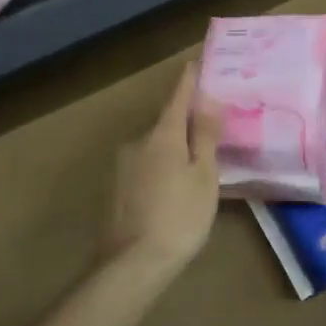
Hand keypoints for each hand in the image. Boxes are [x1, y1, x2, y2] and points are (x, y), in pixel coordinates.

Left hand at [105, 61, 222, 280]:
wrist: (133, 263)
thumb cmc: (180, 216)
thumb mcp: (204, 176)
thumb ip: (206, 136)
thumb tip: (208, 99)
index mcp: (162, 135)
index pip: (178, 97)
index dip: (189, 80)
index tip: (196, 61)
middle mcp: (137, 142)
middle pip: (166, 123)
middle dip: (186, 123)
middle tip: (210, 128)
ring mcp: (122, 166)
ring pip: (154, 148)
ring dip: (172, 150)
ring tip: (195, 167)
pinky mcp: (115, 189)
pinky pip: (144, 168)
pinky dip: (160, 170)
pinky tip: (172, 190)